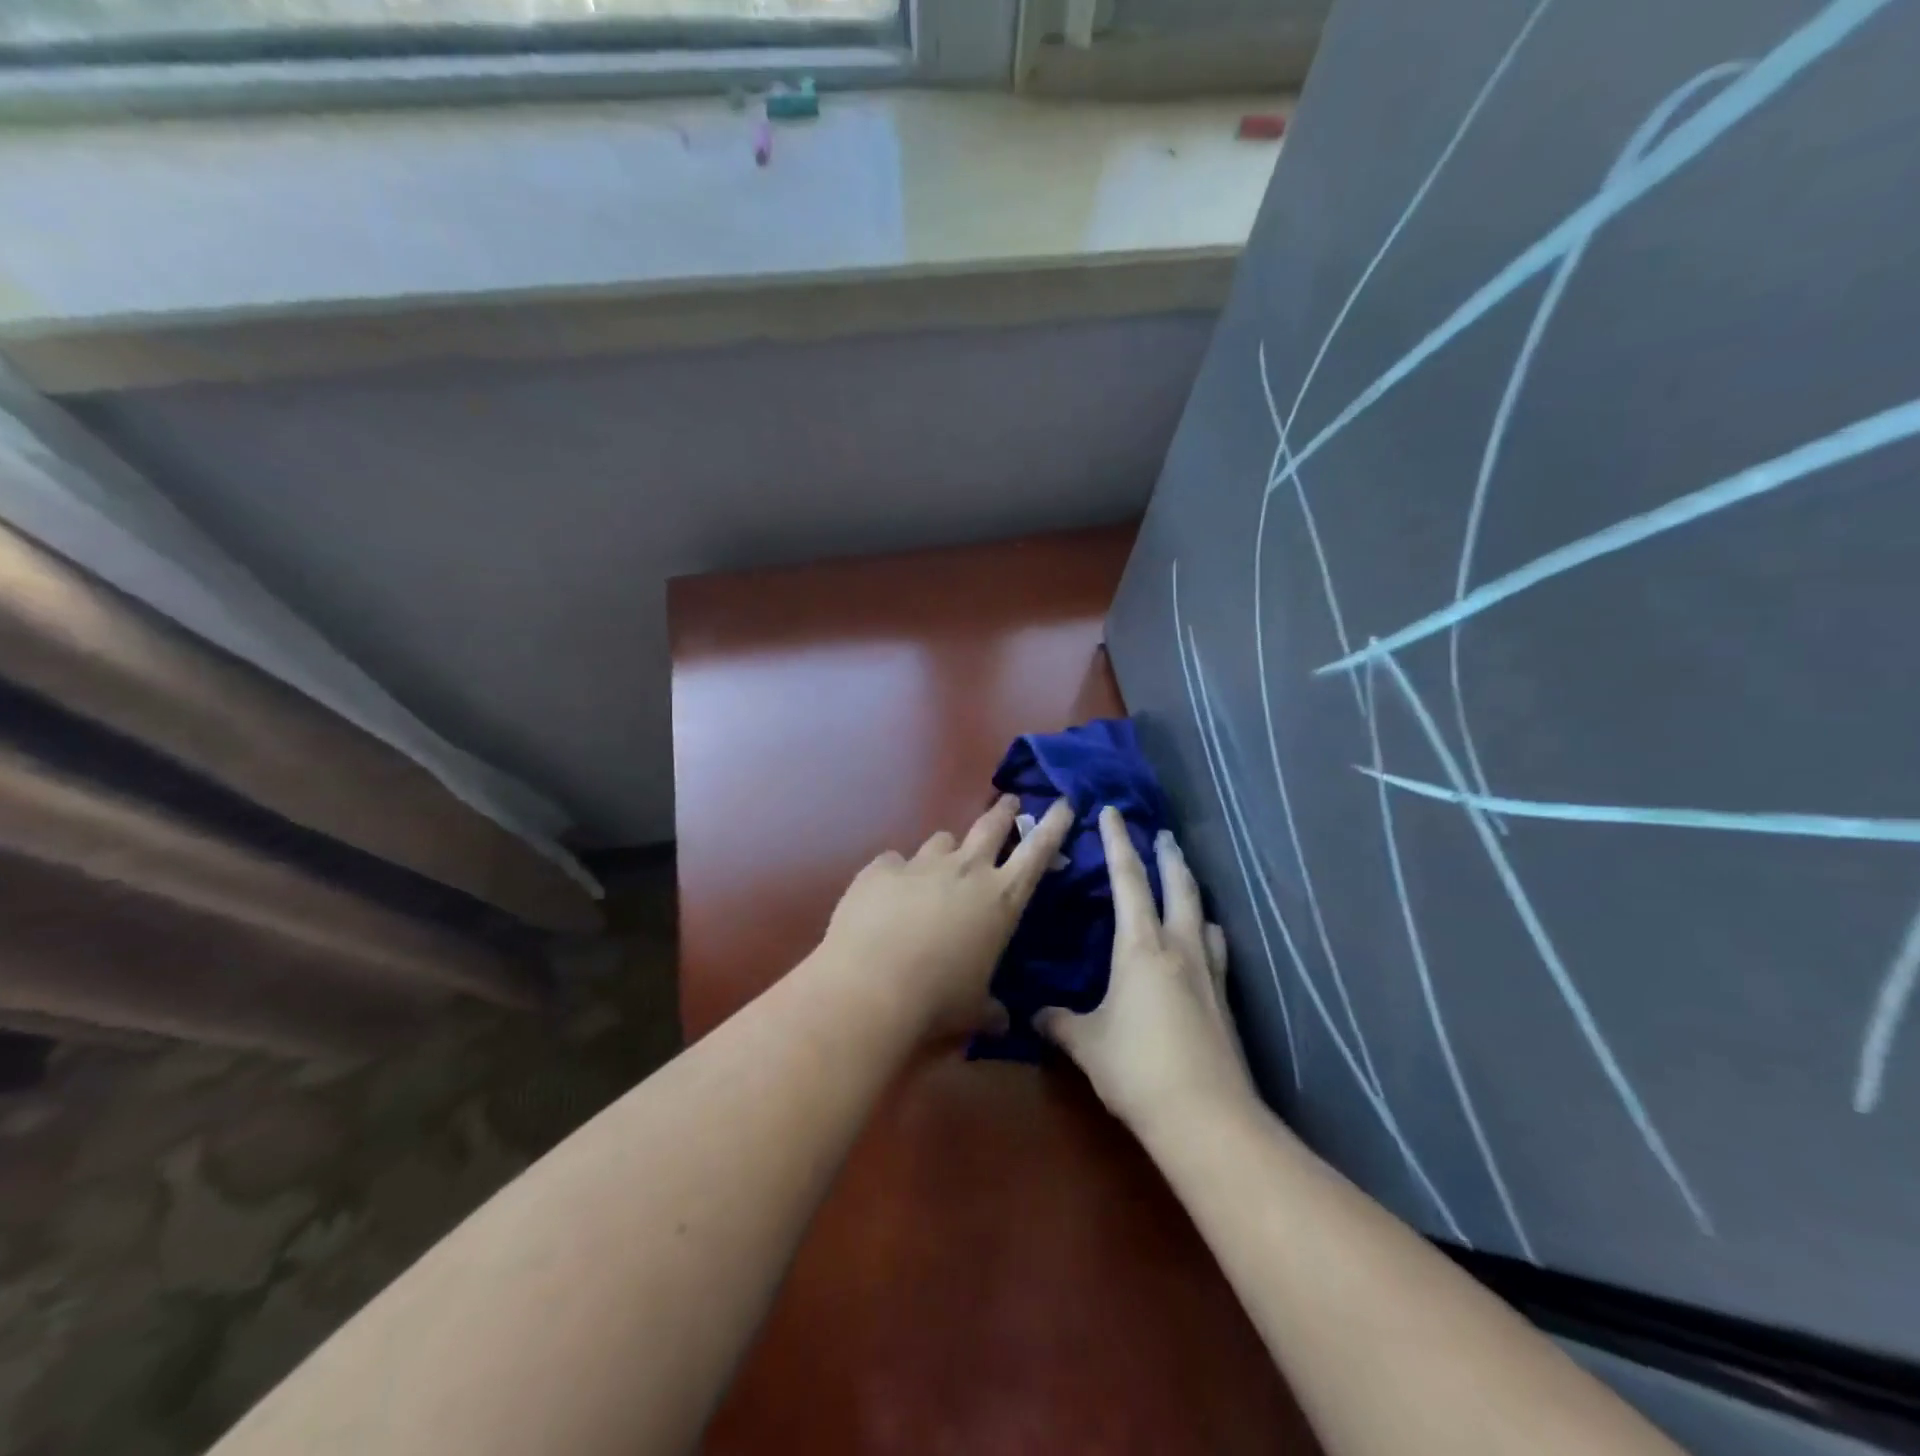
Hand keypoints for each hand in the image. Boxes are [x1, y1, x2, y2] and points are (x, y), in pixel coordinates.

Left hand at [816, 794, 1074, 1038]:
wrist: (871, 986)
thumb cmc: (938, 1001)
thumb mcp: (974, 1010)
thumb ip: (991, 1009)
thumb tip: (1002, 1022)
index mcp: (1001, 899)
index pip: (1038, 851)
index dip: (1054, 825)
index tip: (1063, 803)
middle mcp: (966, 870)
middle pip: (991, 825)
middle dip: (1004, 812)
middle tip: (1010, 803)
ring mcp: (921, 864)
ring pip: (942, 840)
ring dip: (947, 850)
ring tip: (940, 866)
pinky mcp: (881, 868)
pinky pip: (894, 862)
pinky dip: (897, 874)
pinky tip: (888, 893)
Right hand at [1038, 807, 1257, 1131]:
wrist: (1205, 1115)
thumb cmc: (1137, 1068)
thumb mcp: (1087, 1043)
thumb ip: (1059, 1022)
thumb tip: (1035, 1015)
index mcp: (1140, 946)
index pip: (1128, 880)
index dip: (1118, 843)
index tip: (1112, 812)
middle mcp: (1178, 947)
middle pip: (1177, 886)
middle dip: (1167, 856)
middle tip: (1162, 835)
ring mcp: (1208, 972)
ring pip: (1201, 914)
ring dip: (1191, 891)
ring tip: (1184, 883)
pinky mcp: (1224, 999)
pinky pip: (1215, 948)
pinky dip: (1206, 932)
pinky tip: (1204, 942)